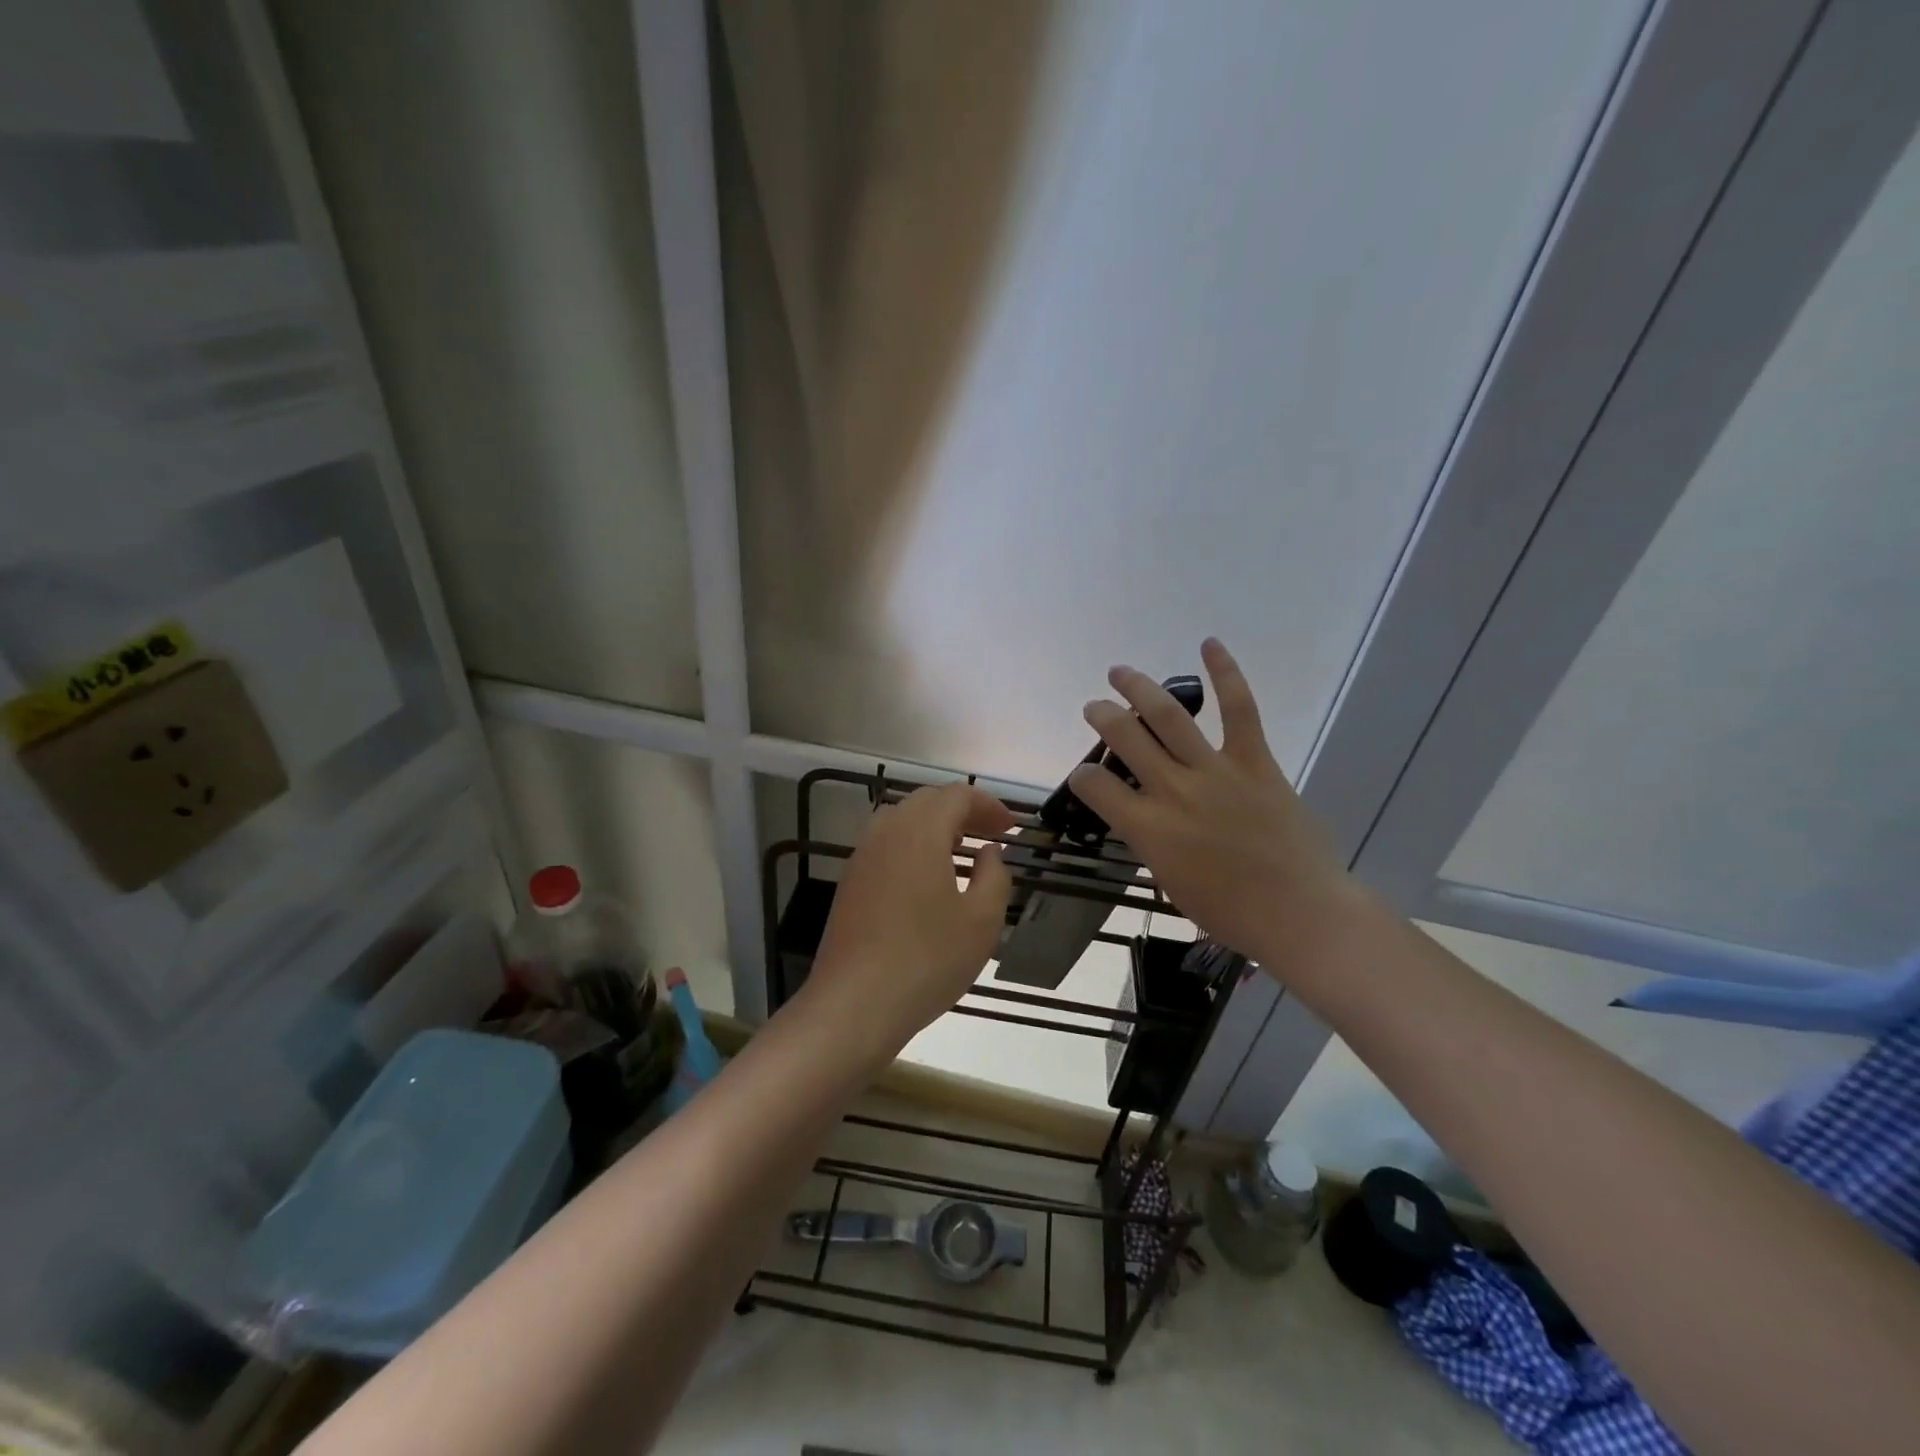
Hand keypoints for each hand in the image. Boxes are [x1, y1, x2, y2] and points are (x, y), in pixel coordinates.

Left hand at [803, 782, 1015, 1060]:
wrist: (854, 1005)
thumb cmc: (927, 960)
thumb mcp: (981, 921)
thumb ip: (994, 876)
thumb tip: (988, 852)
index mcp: (920, 832)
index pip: (957, 795)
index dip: (988, 805)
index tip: (1011, 828)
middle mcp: (886, 833)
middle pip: (927, 801)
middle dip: (962, 811)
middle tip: (990, 836)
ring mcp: (862, 857)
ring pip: (902, 821)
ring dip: (935, 827)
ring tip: (961, 854)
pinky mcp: (850, 883)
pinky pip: (886, 846)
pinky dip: (913, 846)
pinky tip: (928, 881)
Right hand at [1069, 639, 1359, 973]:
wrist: (1299, 913)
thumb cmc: (1229, 911)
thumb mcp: (1169, 881)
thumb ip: (1149, 841)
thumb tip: (1143, 816)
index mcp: (1148, 829)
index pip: (1094, 787)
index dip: (1081, 777)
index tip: (1086, 777)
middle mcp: (1173, 791)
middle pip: (1124, 738)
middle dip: (1102, 717)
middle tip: (1094, 708)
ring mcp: (1215, 772)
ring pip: (1168, 716)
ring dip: (1138, 688)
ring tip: (1120, 672)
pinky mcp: (1254, 762)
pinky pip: (1239, 710)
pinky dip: (1225, 674)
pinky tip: (1209, 644)